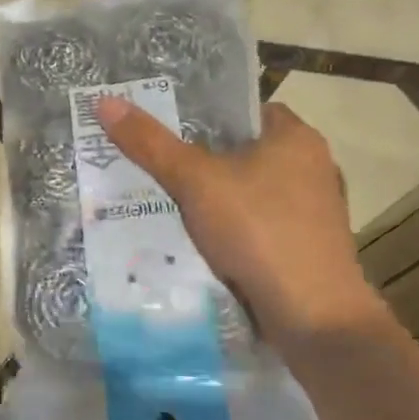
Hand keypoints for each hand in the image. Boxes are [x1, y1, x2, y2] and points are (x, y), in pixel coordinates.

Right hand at [95, 97, 393, 345]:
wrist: (312, 318)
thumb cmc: (258, 231)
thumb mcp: (194, 181)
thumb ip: (150, 143)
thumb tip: (105, 101)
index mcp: (297, 138)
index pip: (245, 109)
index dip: (205, 113)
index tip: (165, 125)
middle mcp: (312, 168)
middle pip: (243, 151)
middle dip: (201, 158)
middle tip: (154, 162)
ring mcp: (313, 212)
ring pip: (249, 191)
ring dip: (214, 197)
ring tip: (164, 199)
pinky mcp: (306, 248)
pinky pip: (257, 224)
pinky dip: (230, 227)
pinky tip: (196, 238)